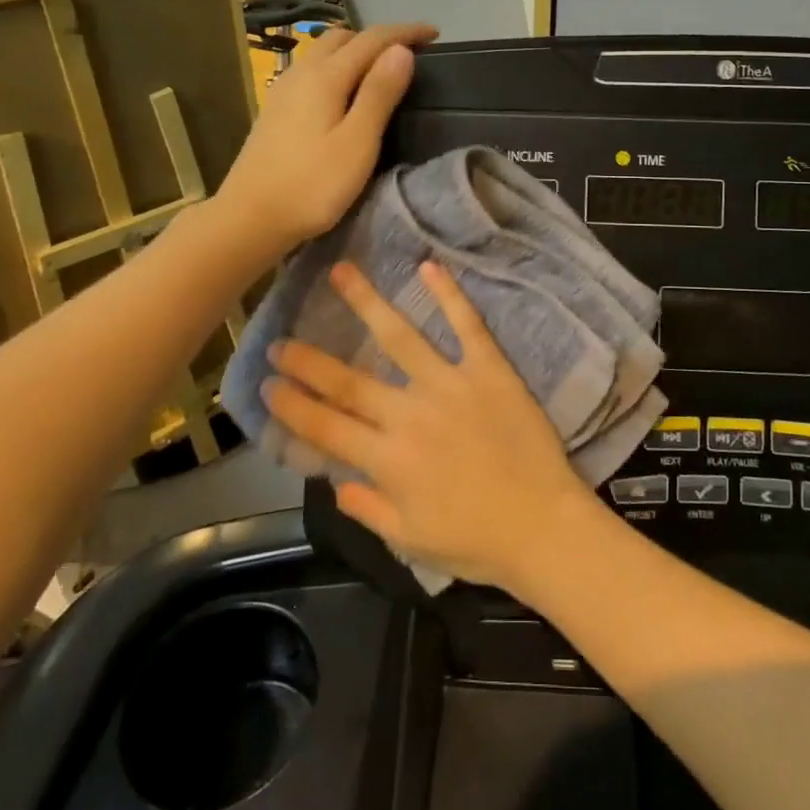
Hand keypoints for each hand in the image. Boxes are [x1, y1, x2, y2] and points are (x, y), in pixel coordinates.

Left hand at [218, 23, 436, 247]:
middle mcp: (302, 73)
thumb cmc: (312, 185)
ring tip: (380, 71)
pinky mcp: (275, 109)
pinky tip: (343, 92)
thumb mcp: (357, 142)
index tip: (436, 34)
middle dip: (378, 38)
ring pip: (323, 52)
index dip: (405, 32)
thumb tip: (401, 50)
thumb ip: (379, 93)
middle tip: (409, 54)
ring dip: (355, 51)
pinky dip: (336, 67)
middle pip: (343, 38)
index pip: (372, 39)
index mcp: (326, 77)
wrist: (249, 218)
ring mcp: (283, 90)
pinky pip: (312, 70)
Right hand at [263, 261, 592, 590]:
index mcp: (388, 461)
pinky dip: (449, 295)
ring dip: (367, 303)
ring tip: (341, 272)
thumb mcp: (411, 542)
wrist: (543, 527)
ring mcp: (450, 386)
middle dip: (309, 360)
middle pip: (349, 381)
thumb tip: (333, 482)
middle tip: (280, 338)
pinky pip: (466, 326)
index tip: (267, 384)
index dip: (292, 405)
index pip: (326, 426)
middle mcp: (410, 415)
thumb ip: (368, 508)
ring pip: (400, 338)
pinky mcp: (489, 370)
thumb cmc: (477, 543)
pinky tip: (429, 266)